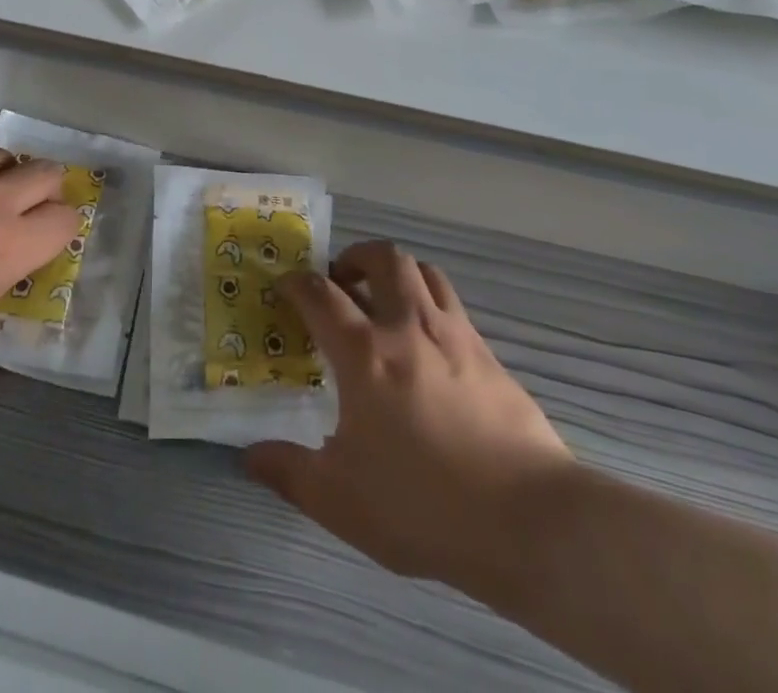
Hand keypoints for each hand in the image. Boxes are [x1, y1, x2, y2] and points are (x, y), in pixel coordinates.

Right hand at [244, 240, 573, 585]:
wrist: (529, 520)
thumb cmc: (423, 505)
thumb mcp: (340, 500)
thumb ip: (288, 471)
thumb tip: (248, 455)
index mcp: (364, 353)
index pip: (320, 293)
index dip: (296, 283)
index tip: (285, 287)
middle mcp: (407, 326)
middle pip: (382, 258)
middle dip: (354, 257)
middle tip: (341, 280)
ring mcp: (454, 335)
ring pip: (423, 271)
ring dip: (396, 271)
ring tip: (384, 297)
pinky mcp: (488, 354)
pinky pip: (453, 304)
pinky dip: (430, 303)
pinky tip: (428, 343)